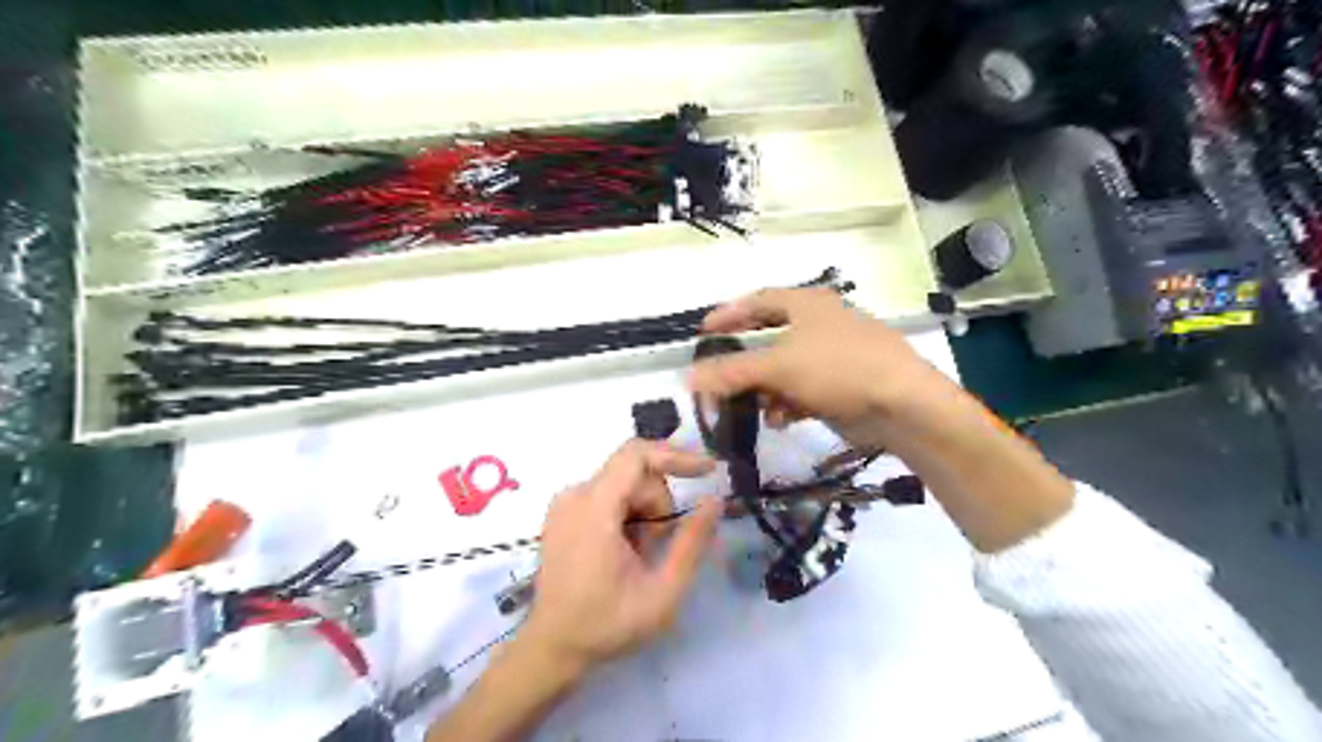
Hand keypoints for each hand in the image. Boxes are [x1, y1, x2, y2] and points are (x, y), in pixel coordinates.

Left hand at [520, 441, 721, 677]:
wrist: (553, 647)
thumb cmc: (607, 624)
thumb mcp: (662, 592)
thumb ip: (692, 543)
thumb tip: (714, 500)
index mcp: (594, 509)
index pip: (637, 455)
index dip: (676, 455)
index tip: (709, 471)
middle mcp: (575, 494)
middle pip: (634, 473)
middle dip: (659, 503)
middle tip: (659, 546)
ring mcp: (565, 502)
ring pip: (623, 483)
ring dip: (644, 512)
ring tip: (639, 555)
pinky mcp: (563, 511)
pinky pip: (607, 494)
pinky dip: (626, 514)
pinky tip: (624, 550)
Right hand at [692, 288, 951, 448]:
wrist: (902, 404)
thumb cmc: (838, 368)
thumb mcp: (778, 366)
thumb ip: (731, 372)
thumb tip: (688, 378)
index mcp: (807, 305)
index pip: (758, 301)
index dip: (729, 315)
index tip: (704, 332)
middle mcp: (819, 325)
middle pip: (770, 339)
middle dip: (745, 363)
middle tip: (719, 376)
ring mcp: (833, 356)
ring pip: (785, 370)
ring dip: (765, 389)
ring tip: (751, 407)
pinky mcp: (842, 385)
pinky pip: (803, 390)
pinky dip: (787, 403)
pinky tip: (780, 419)